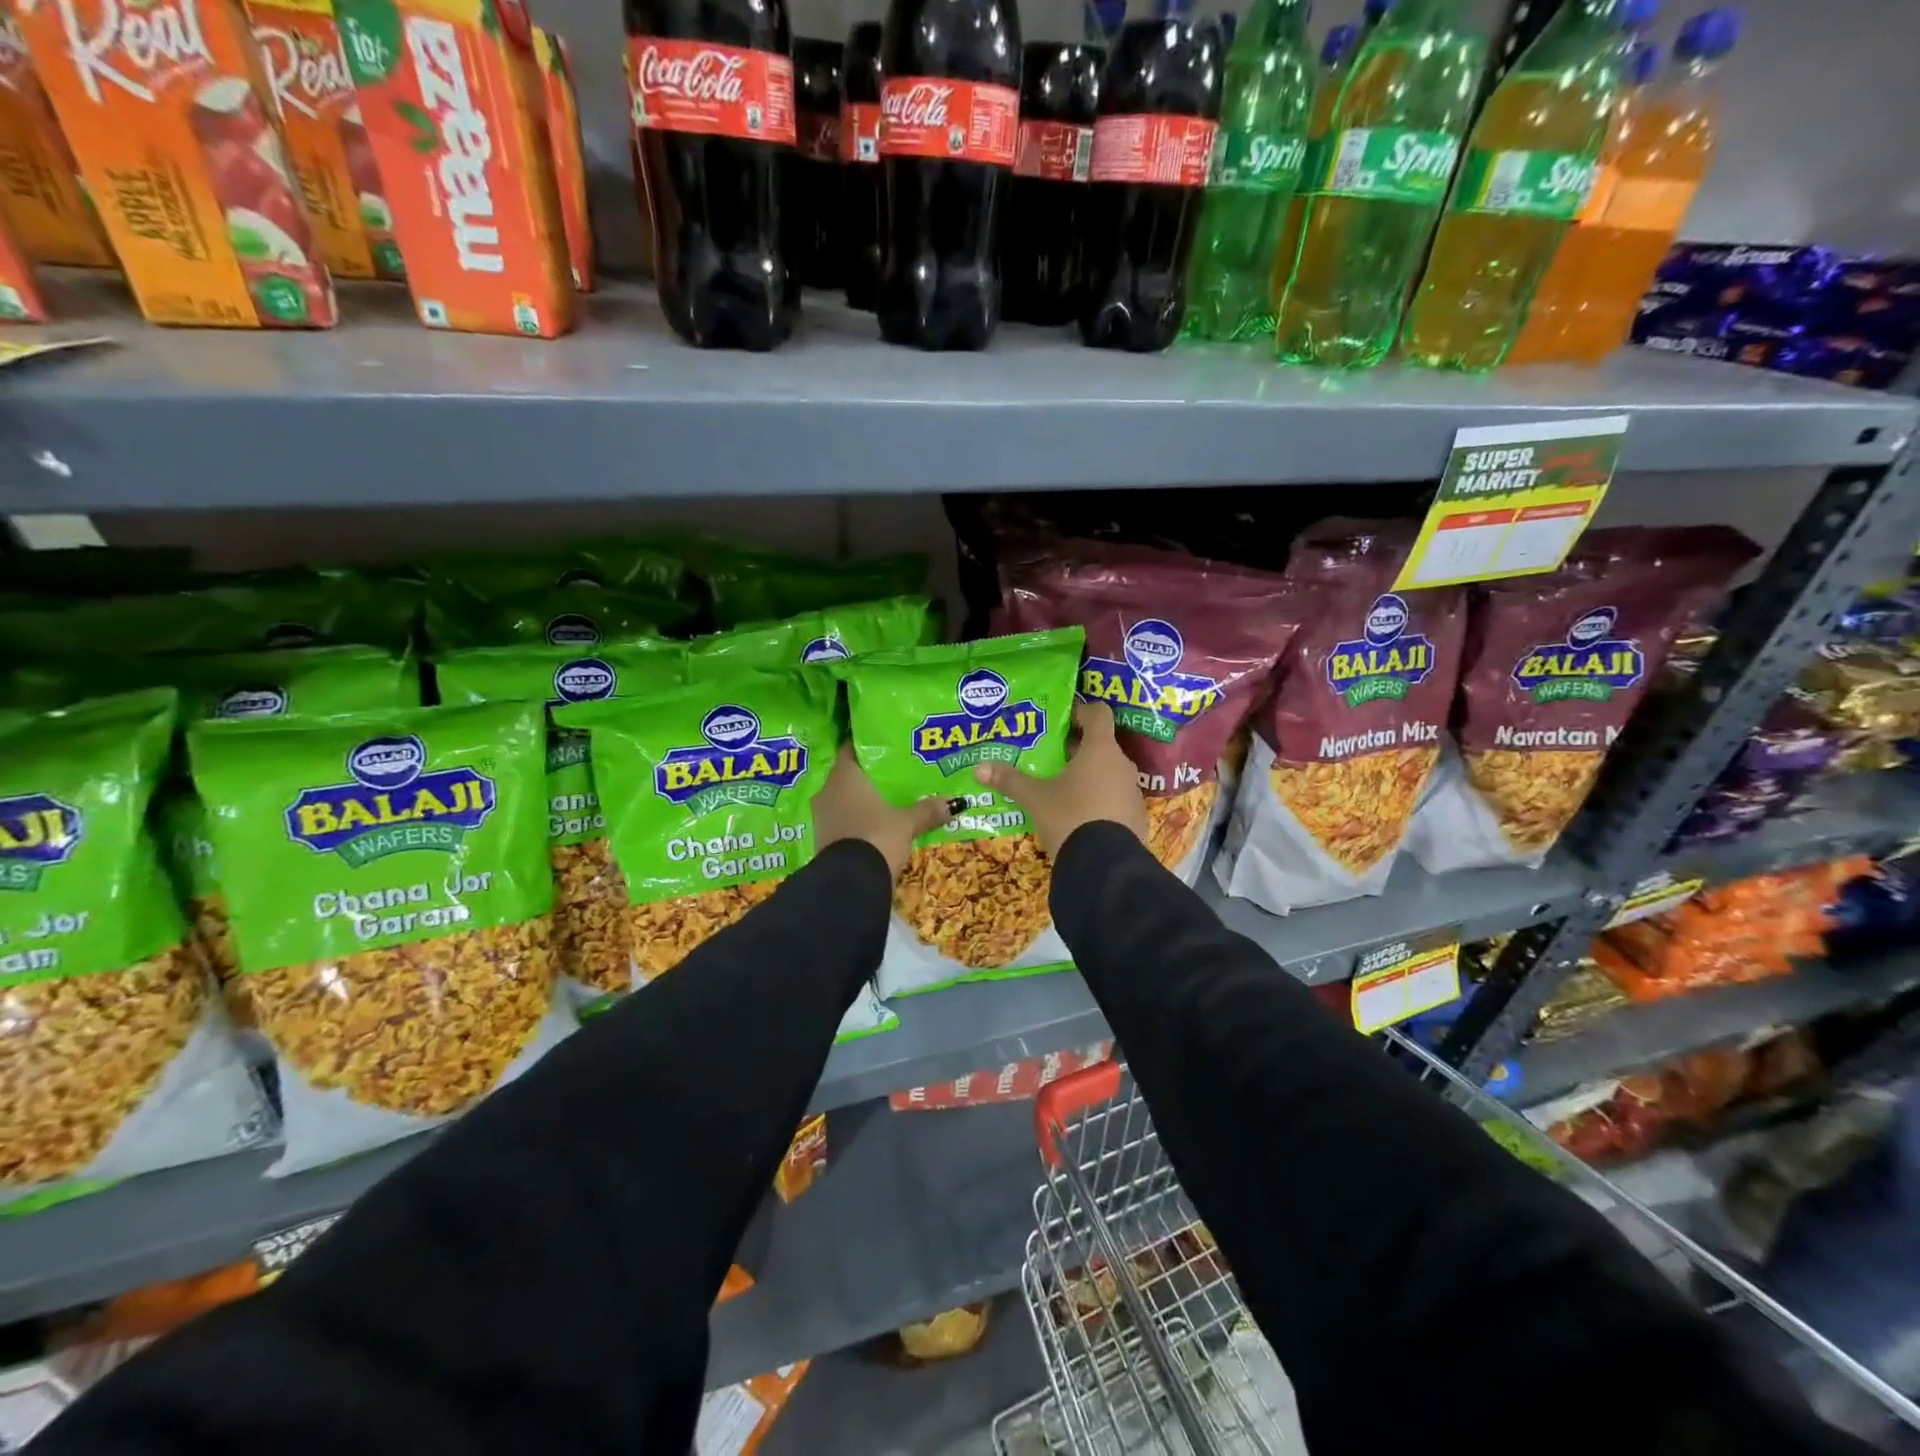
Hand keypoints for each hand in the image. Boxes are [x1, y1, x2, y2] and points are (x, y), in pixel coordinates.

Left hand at [813, 745, 958, 879]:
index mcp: (845, 775)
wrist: (849, 882)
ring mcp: (822, 816)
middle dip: (870, 777)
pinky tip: (875, 825)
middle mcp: (828, 790)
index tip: (887, 747)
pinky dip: (857, 820)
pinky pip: (842, 820)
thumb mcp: (907, 823)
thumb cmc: (877, 836)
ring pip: (844, 799)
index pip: (852, 749)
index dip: (868, 746)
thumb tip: (954, 802)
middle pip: (849, 775)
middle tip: (894, 775)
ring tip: (888, 801)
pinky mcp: (822, 839)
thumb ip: (927, 810)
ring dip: (862, 801)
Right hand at [974, 701, 1147, 857]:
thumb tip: (979, 768)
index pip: (1098, 713)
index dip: (1080, 711)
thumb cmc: (1069, 818)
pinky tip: (1080, 816)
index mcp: (1100, 750)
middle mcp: (1122, 764)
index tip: (1061, 720)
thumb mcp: (1035, 799)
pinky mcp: (1137, 817)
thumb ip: (1010, 780)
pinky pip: (1116, 798)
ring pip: (1110, 773)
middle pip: (1102, 745)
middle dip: (1078, 749)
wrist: (1105, 866)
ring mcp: (1133, 792)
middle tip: (1052, 757)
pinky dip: (1100, 800)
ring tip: (1063, 788)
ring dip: (1090, 776)